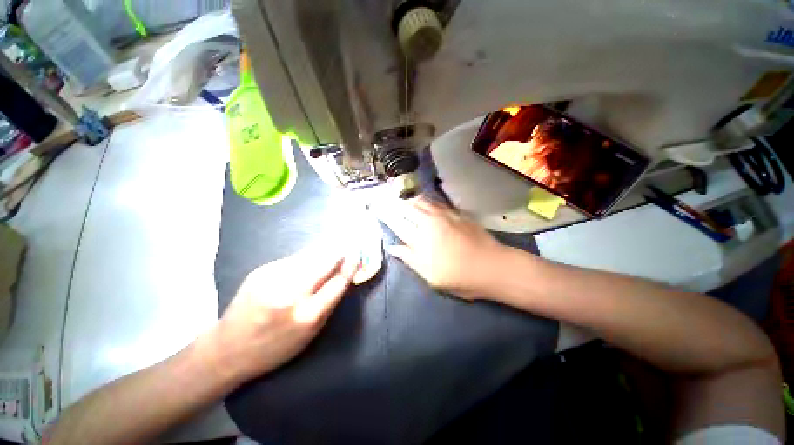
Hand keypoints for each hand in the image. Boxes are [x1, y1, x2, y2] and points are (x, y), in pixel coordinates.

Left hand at [206, 249, 358, 383]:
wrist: (227, 349)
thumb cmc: (275, 347)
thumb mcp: (310, 333)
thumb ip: (328, 302)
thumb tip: (342, 274)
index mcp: (307, 316)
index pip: (338, 282)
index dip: (350, 266)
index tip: (357, 254)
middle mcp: (291, 293)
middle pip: (324, 262)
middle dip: (338, 250)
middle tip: (347, 244)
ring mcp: (273, 278)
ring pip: (309, 255)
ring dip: (323, 250)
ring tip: (332, 245)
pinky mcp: (261, 270)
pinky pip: (293, 259)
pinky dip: (306, 257)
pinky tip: (308, 260)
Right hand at [375, 197, 509, 298]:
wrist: (492, 266)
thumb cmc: (459, 276)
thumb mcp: (431, 276)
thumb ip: (410, 259)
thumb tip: (392, 247)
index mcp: (422, 239)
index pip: (397, 223)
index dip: (385, 215)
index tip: (375, 209)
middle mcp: (430, 222)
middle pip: (407, 208)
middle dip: (394, 203)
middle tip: (384, 199)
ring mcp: (444, 215)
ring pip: (421, 202)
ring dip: (408, 199)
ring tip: (398, 196)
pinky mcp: (456, 213)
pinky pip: (435, 202)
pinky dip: (424, 200)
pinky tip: (420, 199)